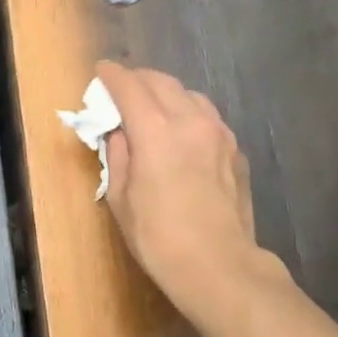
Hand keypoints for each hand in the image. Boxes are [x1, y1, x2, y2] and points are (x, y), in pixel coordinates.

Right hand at [96, 62, 260, 301]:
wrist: (219, 265)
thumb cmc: (158, 237)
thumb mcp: (120, 198)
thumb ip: (118, 155)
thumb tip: (120, 133)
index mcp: (155, 130)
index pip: (129, 86)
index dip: (112, 75)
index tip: (101, 71)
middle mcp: (190, 121)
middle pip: (161, 82)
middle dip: (138, 79)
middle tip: (123, 88)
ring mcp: (219, 134)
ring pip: (190, 95)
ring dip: (167, 93)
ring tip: (153, 107)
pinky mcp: (236, 151)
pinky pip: (208, 118)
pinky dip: (189, 114)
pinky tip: (182, 134)